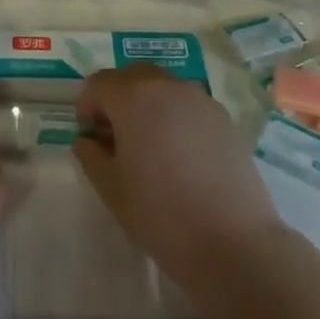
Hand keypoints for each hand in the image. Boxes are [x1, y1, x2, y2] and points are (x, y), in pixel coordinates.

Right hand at [72, 65, 286, 286]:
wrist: (232, 242)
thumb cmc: (160, 214)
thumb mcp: (111, 188)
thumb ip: (91, 155)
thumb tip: (87, 140)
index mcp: (134, 98)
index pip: (99, 83)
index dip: (87, 106)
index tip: (90, 137)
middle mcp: (168, 86)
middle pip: (133, 76)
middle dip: (118, 97)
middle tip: (115, 136)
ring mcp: (201, 100)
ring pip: (164, 87)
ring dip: (148, 104)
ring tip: (149, 146)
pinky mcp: (225, 118)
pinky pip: (189, 105)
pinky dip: (175, 116)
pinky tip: (180, 155)